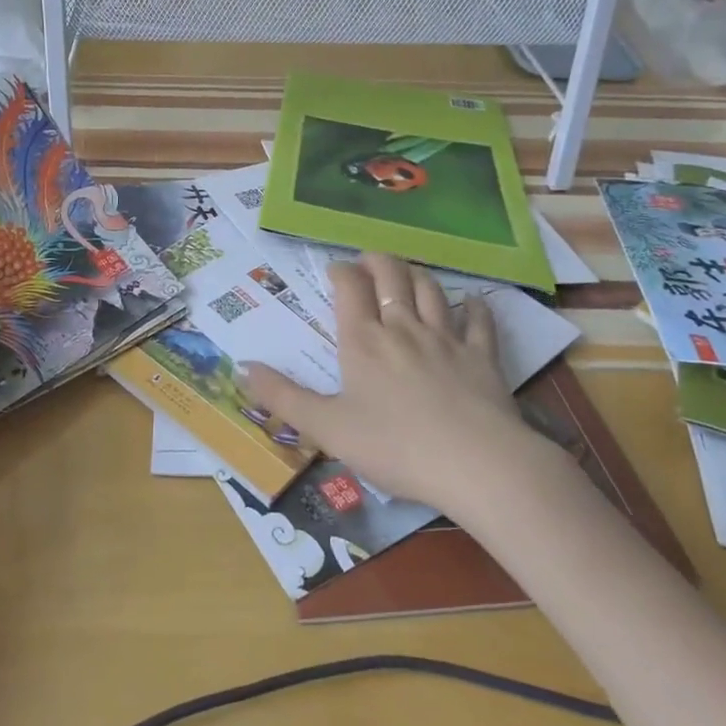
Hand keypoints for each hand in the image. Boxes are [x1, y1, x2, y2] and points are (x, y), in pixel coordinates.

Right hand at [241, 254, 550, 518]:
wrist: (476, 464)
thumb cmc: (394, 446)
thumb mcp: (327, 428)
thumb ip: (283, 397)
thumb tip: (243, 367)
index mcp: (363, 340)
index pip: (349, 287)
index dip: (340, 271)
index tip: (333, 271)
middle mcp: (403, 327)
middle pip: (391, 275)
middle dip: (377, 261)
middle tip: (367, 263)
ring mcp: (446, 338)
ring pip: (431, 289)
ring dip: (417, 274)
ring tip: (407, 274)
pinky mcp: (482, 356)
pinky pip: (478, 321)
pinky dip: (474, 308)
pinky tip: (472, 304)